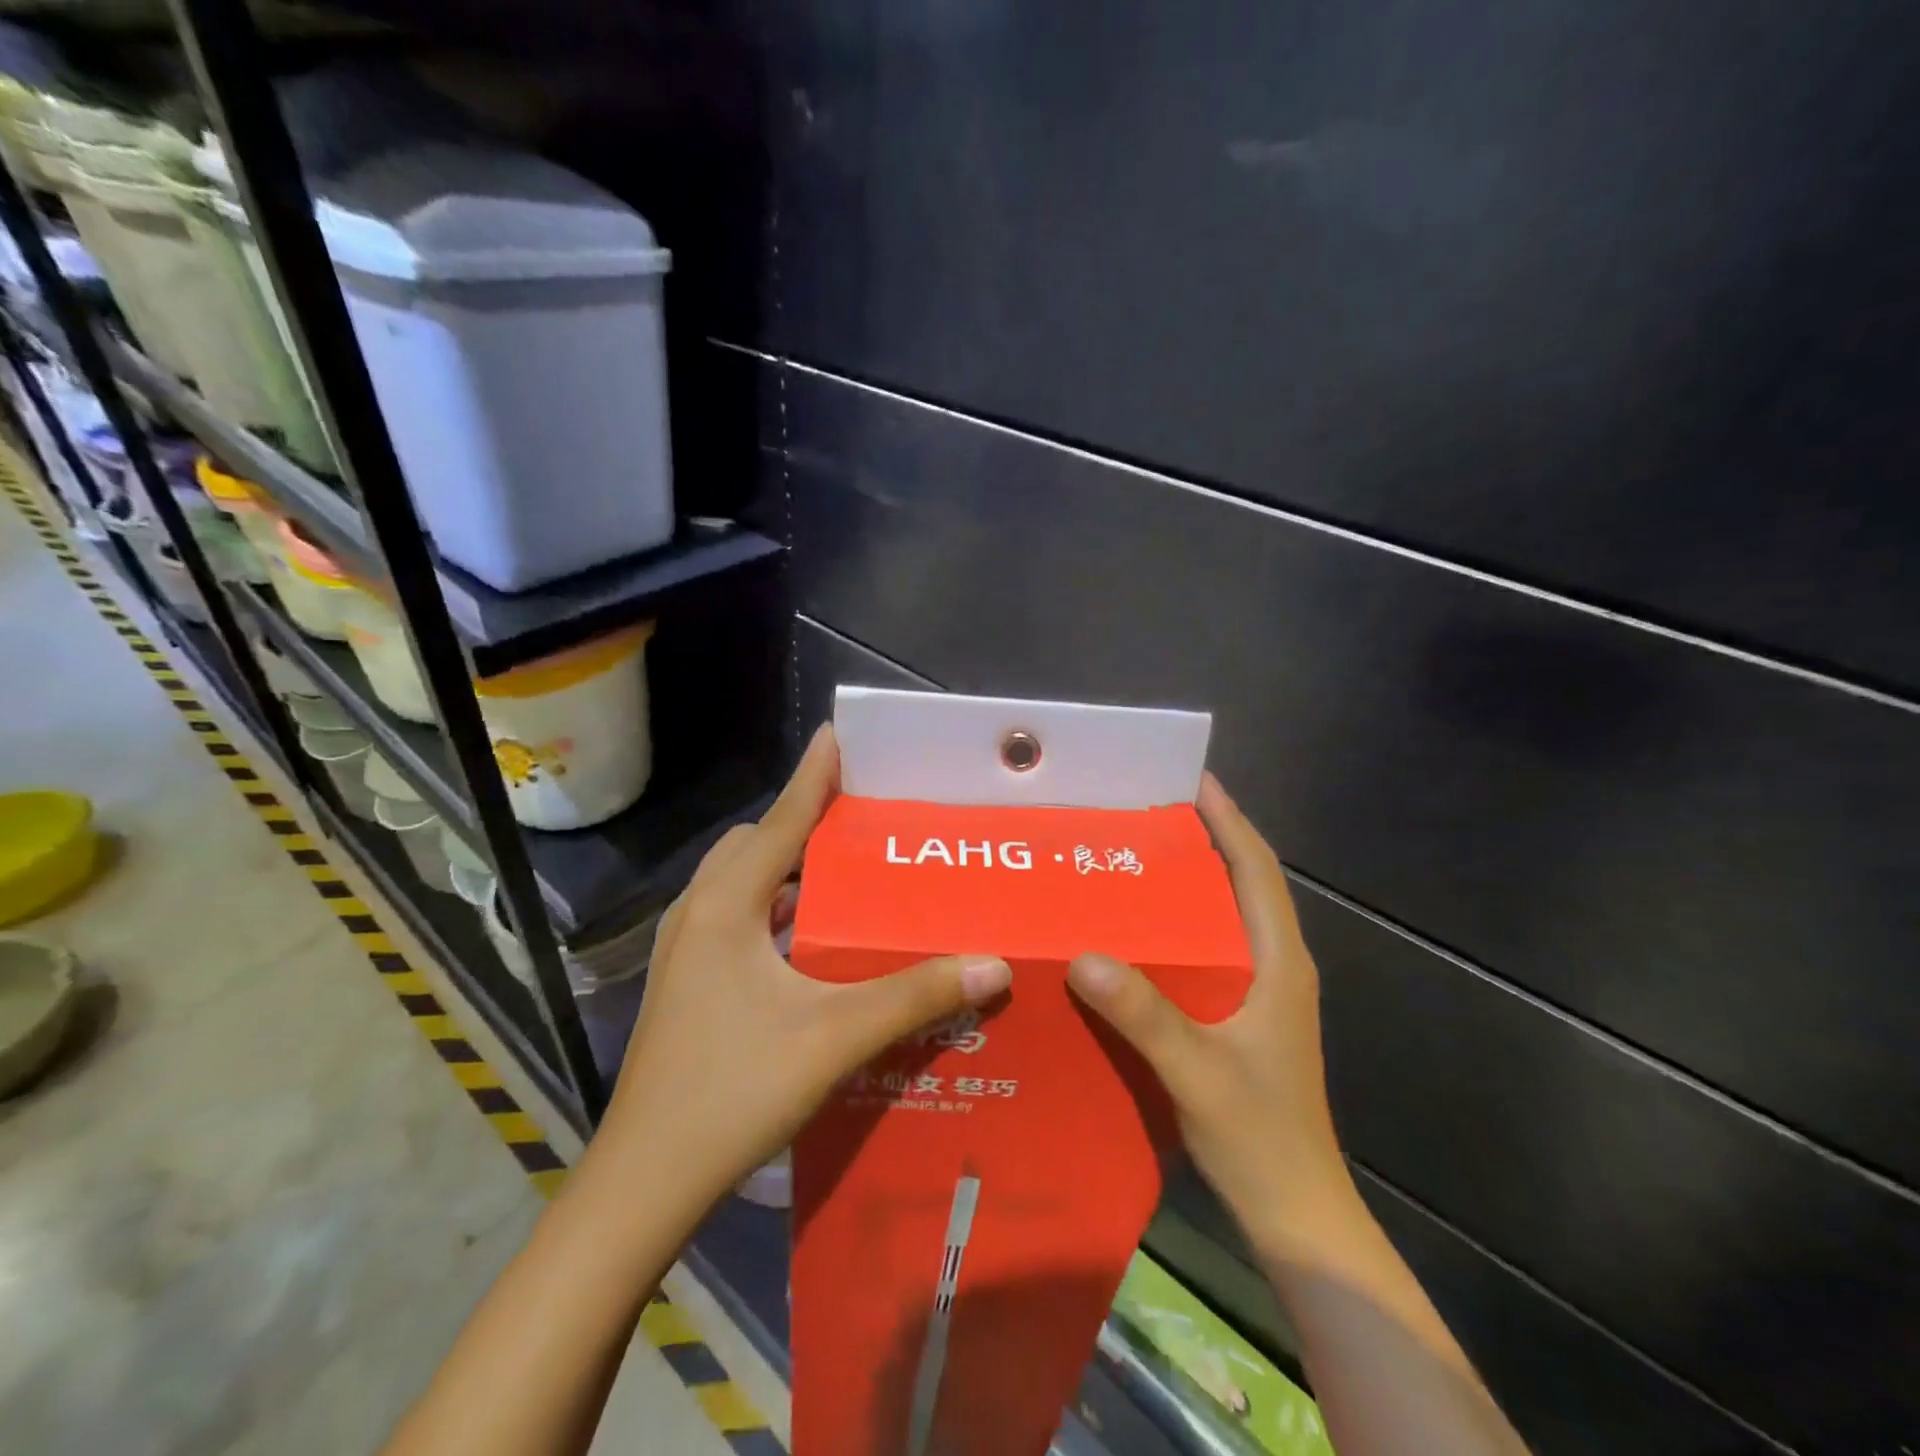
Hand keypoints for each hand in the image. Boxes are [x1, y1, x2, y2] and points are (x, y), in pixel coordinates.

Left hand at [592, 724, 1012, 1213]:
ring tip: (846, 872)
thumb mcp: (834, 1037)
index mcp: (726, 906)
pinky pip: (738, 918)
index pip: (779, 821)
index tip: (838, 735)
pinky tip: (813, 938)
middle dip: (801, 822)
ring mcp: (687, 951)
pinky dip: (775, 908)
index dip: (813, 776)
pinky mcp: (689, 982)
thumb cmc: (733, 1092)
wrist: (644, 1182)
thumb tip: (993, 964)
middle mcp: (700, 914)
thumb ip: (915, 996)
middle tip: (860, 821)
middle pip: (754, 844)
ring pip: (742, 883)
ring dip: (787, 868)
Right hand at [1067, 774, 1351, 1245]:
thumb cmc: (1259, 1136)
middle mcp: (1276, 967)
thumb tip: (1082, 955)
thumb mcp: (1197, 1070)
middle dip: (1206, 841)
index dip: (1231, 821)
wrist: (1296, 1214)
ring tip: (1135, 859)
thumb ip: (1144, 1013)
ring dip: (1192, 883)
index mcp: (1279, 963)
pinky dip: (1179, 928)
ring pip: (1226, 919)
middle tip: (1148, 814)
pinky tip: (1136, 934)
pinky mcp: (1243, 1019)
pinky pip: (1209, 952)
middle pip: (1243, 885)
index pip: (1258, 872)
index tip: (1196, 780)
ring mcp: (1262, 995)